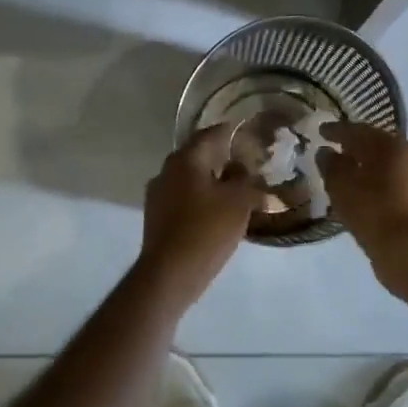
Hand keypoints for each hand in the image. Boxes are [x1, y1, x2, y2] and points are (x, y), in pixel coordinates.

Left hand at [139, 124, 265, 306]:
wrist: (170, 273)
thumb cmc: (207, 230)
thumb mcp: (239, 201)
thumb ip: (245, 179)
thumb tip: (242, 168)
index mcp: (185, 159)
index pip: (211, 134)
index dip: (232, 133)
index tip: (250, 135)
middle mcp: (166, 171)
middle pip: (199, 157)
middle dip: (223, 159)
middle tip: (248, 166)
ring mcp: (158, 195)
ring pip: (191, 180)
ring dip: (212, 182)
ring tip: (237, 191)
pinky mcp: (157, 218)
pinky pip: (184, 200)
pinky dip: (201, 200)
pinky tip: (218, 213)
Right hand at [321, 122, 407, 294]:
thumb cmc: (372, 210)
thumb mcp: (341, 185)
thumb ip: (331, 164)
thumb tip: (326, 152)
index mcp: (393, 145)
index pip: (359, 131)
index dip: (336, 130)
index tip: (320, 131)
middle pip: (378, 147)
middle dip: (356, 148)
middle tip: (336, 150)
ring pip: (390, 168)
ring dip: (370, 169)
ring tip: (350, 177)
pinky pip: (397, 188)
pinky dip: (380, 188)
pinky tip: (367, 198)